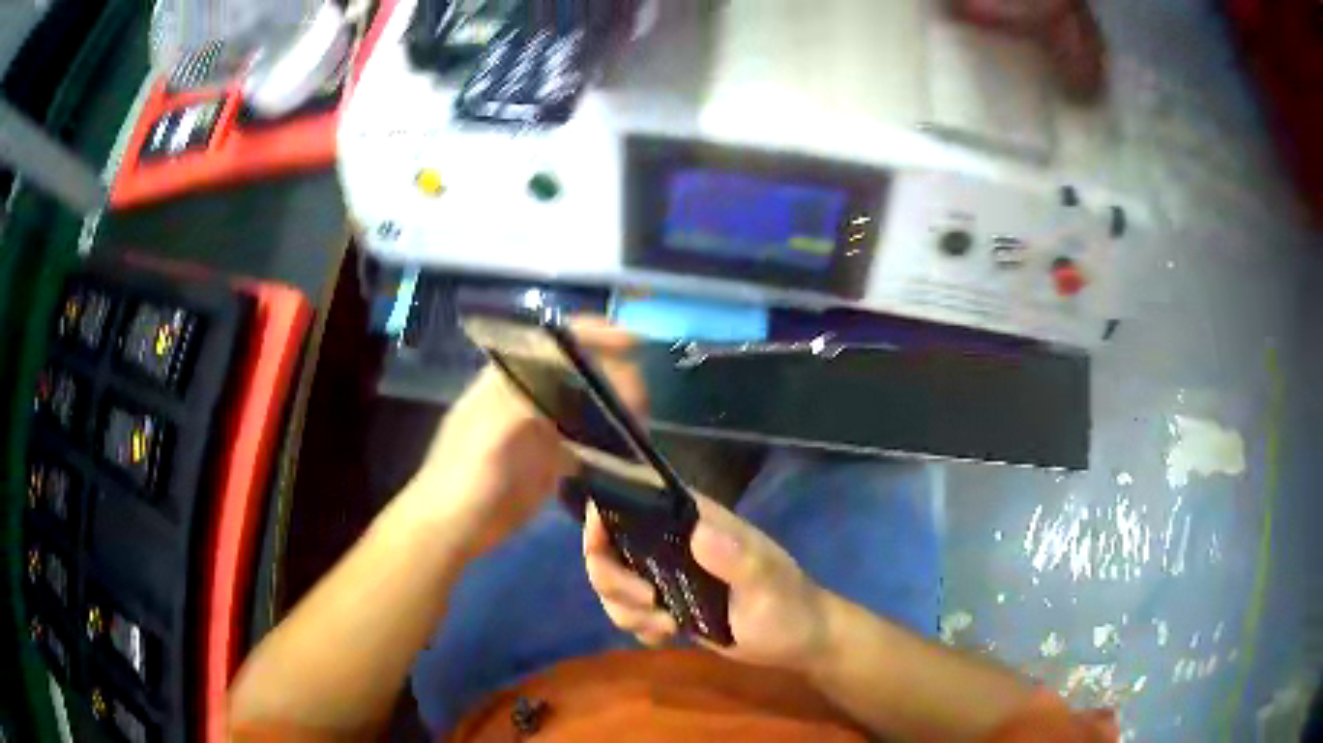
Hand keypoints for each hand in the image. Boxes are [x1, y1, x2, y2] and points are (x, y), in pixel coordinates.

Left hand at [402, 318, 643, 558]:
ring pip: (589, 407)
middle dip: (614, 375)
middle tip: (641, 399)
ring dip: (616, 410)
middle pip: (580, 372)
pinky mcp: (553, 463)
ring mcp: (543, 430)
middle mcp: (531, 397)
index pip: (557, 342)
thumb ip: (533, 399)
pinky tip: (629, 451)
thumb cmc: (465, 473)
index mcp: (511, 378)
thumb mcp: (493, 429)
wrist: (452, 528)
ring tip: (642, 422)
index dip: (594, 335)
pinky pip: (589, 445)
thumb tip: (580, 381)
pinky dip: (610, 445)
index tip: (631, 343)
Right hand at [584, 493, 830, 672]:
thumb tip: (698, 535)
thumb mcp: (768, 585)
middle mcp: (674, 542)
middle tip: (649, 603)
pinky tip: (669, 636)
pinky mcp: (665, 604)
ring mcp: (666, 574)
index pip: (638, 496)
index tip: (599, 538)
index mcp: (697, 521)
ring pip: (612, 582)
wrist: (799, 642)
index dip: (605, 508)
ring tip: (668, 626)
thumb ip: (738, 561)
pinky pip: (627, 610)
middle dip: (613, 579)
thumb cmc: (789, 607)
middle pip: (607, 546)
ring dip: (626, 609)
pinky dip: (638, 627)